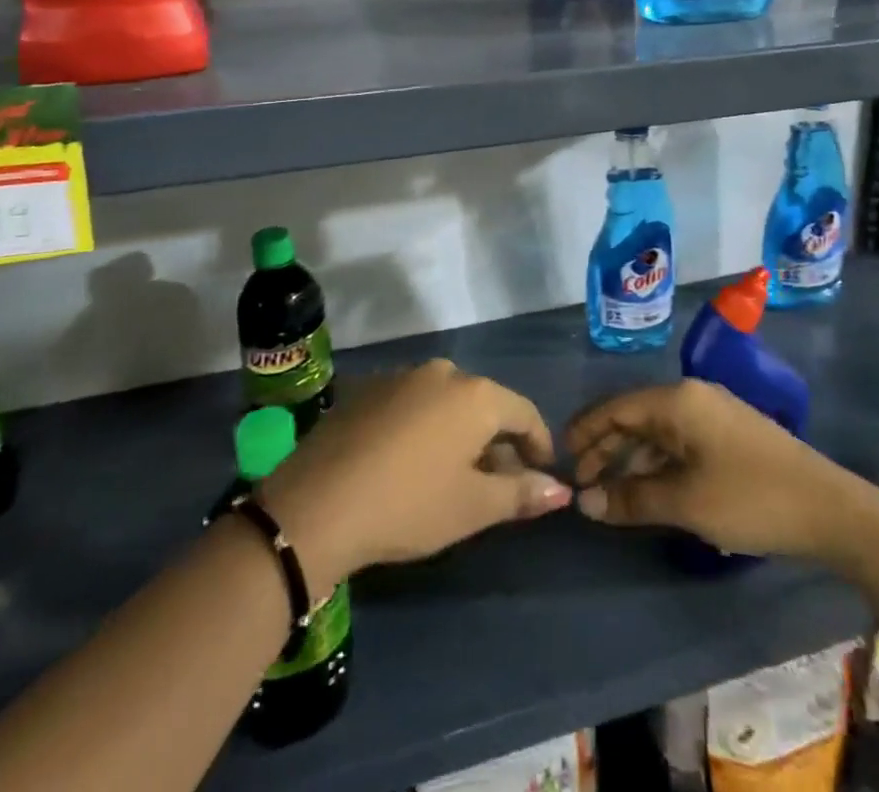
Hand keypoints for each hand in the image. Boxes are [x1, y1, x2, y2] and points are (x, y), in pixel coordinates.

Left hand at [259, 360, 570, 595]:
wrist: (316, 504)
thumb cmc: (409, 505)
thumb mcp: (472, 507)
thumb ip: (521, 493)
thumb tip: (562, 490)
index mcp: (475, 394)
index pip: (524, 412)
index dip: (539, 445)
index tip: (541, 476)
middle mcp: (442, 372)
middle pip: (484, 404)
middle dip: (497, 442)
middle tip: (496, 484)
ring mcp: (401, 376)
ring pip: (447, 402)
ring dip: (459, 433)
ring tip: (453, 475)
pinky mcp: (367, 388)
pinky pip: (413, 403)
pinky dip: (424, 427)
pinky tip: (410, 463)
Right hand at [567, 379, 852, 557]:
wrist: (829, 509)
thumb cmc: (750, 498)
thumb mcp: (685, 502)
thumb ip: (631, 499)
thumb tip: (585, 503)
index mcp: (677, 400)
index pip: (616, 408)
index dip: (585, 432)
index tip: (561, 459)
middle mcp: (691, 396)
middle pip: (635, 417)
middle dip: (606, 448)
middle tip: (583, 486)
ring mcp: (713, 413)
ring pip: (657, 431)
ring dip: (631, 460)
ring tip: (611, 495)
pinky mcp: (729, 434)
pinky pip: (679, 442)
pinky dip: (658, 464)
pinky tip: (650, 492)